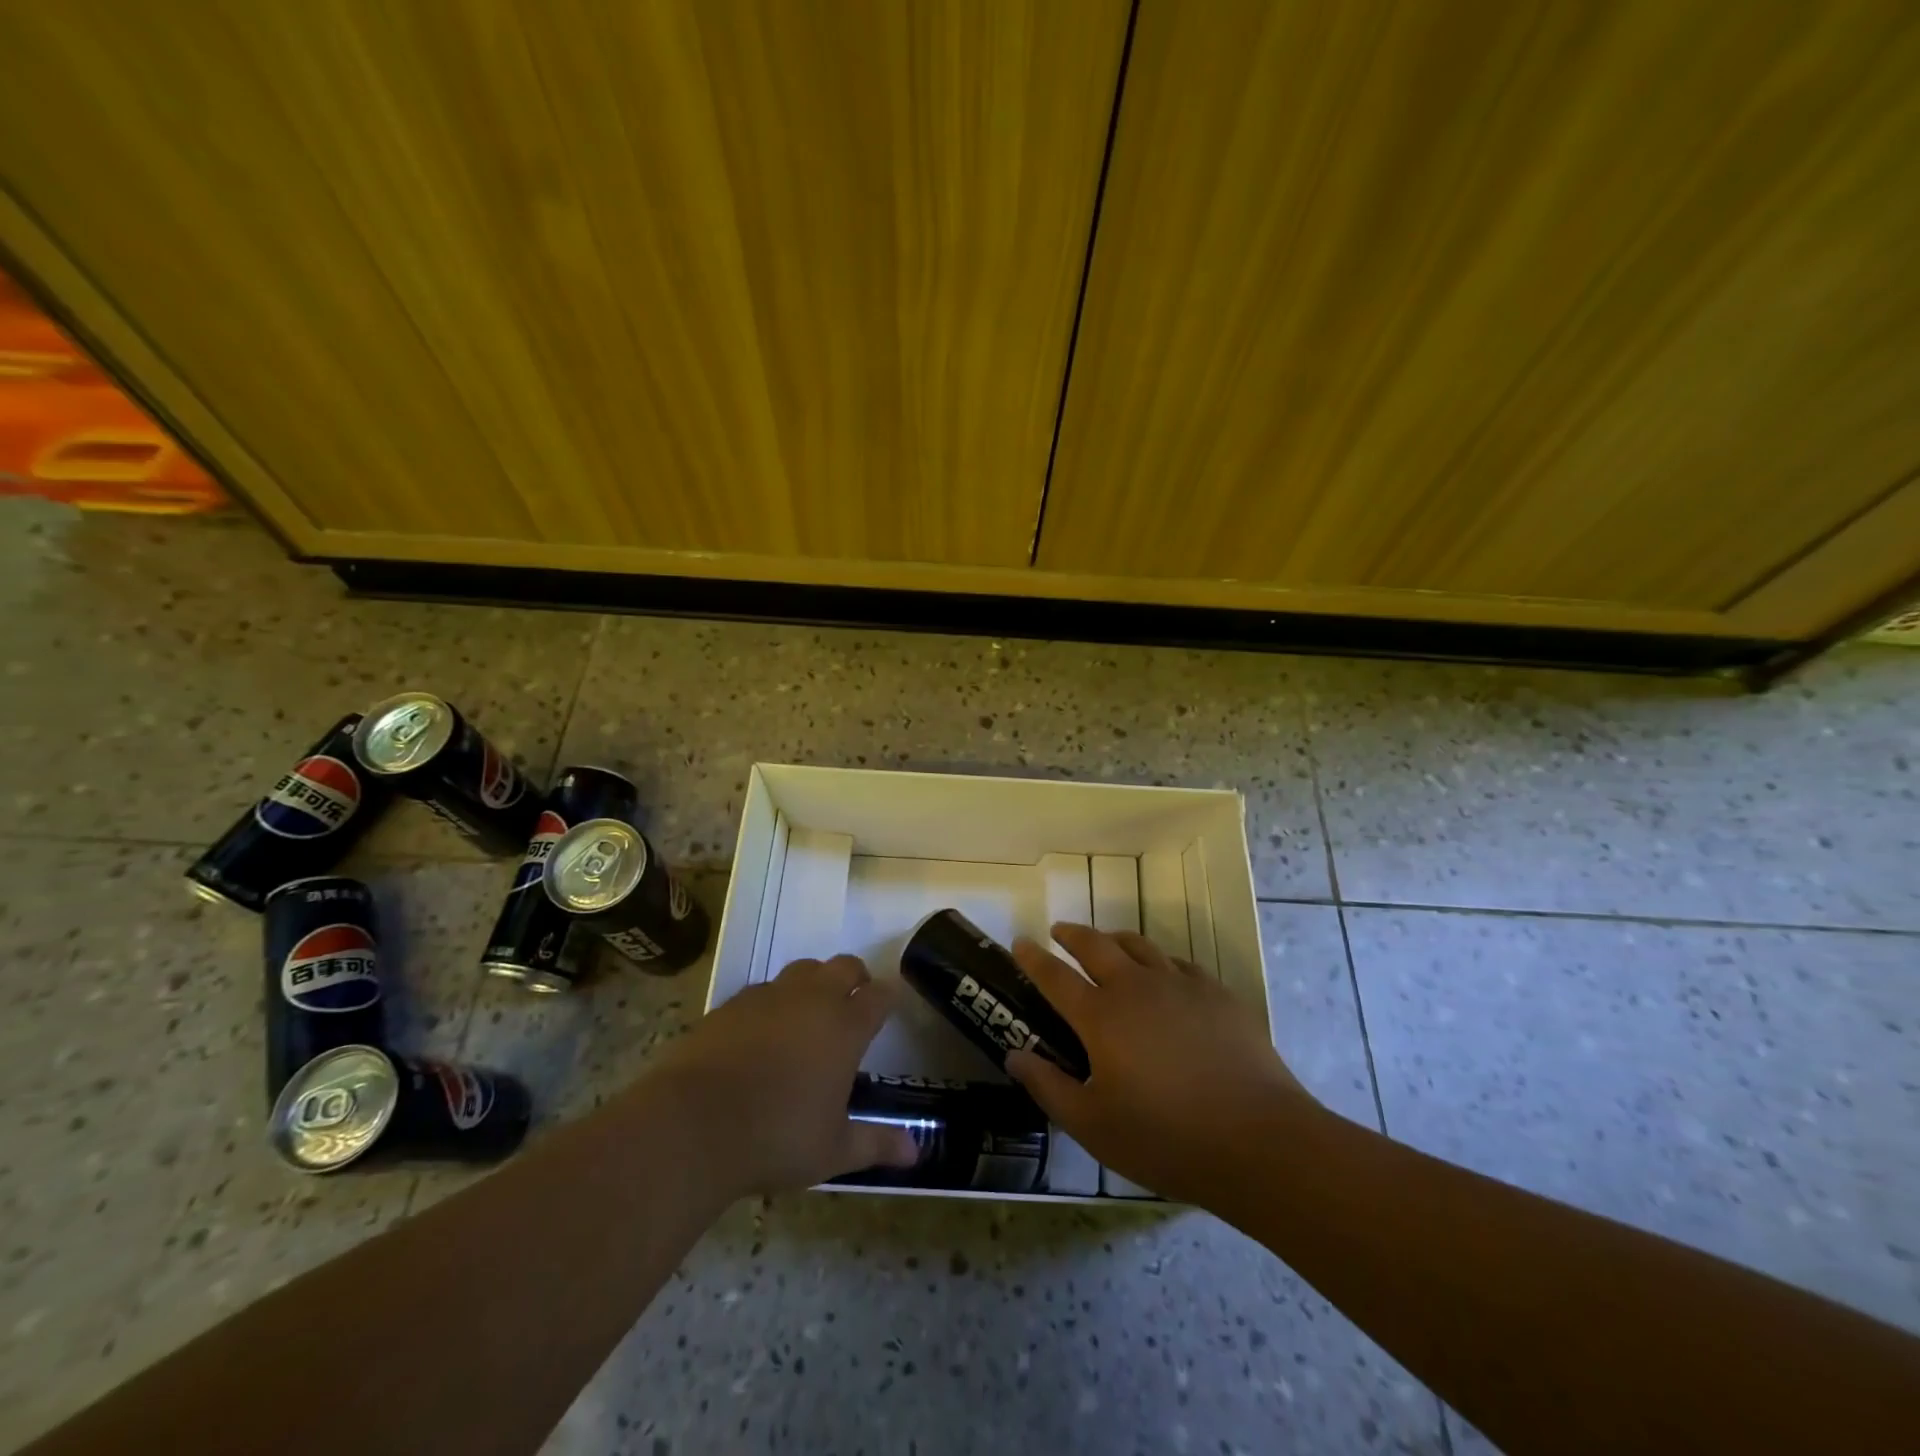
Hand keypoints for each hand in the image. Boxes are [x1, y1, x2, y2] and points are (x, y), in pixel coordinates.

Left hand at [649, 955, 919, 1196]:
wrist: (692, 1125)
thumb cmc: (776, 1138)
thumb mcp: (833, 1150)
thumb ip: (876, 1144)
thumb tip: (916, 1154)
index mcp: (845, 1027)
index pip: (879, 995)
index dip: (887, 998)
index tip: (888, 1007)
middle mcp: (812, 999)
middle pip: (844, 966)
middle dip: (855, 978)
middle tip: (853, 1003)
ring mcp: (769, 996)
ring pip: (803, 970)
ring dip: (814, 984)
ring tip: (808, 1015)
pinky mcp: (731, 1004)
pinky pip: (763, 990)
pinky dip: (773, 1002)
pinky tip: (762, 1032)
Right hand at [1005, 923, 1311, 1202]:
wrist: (1259, 1140)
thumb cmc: (1166, 1138)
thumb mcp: (1093, 1125)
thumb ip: (1048, 1087)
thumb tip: (1015, 1055)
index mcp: (1101, 1017)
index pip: (1055, 976)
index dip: (1033, 958)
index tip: (1019, 942)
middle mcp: (1136, 987)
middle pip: (1096, 945)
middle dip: (1072, 935)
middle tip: (1059, 931)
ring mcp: (1180, 985)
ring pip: (1139, 946)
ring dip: (1115, 940)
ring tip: (1107, 944)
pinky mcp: (1217, 994)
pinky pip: (1179, 964)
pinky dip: (1160, 962)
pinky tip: (1164, 977)